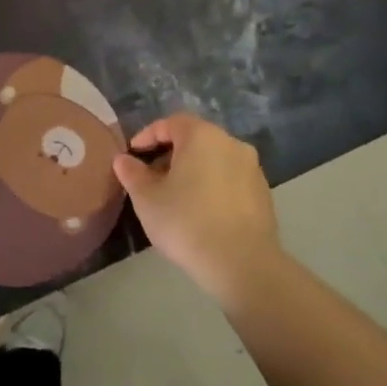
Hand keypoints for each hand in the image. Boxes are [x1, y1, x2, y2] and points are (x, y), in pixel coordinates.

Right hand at [112, 115, 279, 298]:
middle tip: (151, 177)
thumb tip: (123, 160)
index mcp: (202, 136)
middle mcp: (231, 143)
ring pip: (214, 159)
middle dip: (170, 154)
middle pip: (195, 139)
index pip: (171, 123)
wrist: (242, 263)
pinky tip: (200, 211)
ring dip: (192, 170)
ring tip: (174, 196)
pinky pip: (230, 179)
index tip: (132, 155)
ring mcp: (252, 168)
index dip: (147, 135)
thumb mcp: (147, 199)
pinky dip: (212, 185)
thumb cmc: (186, 222)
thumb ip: (132, 174)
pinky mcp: (263, 193)